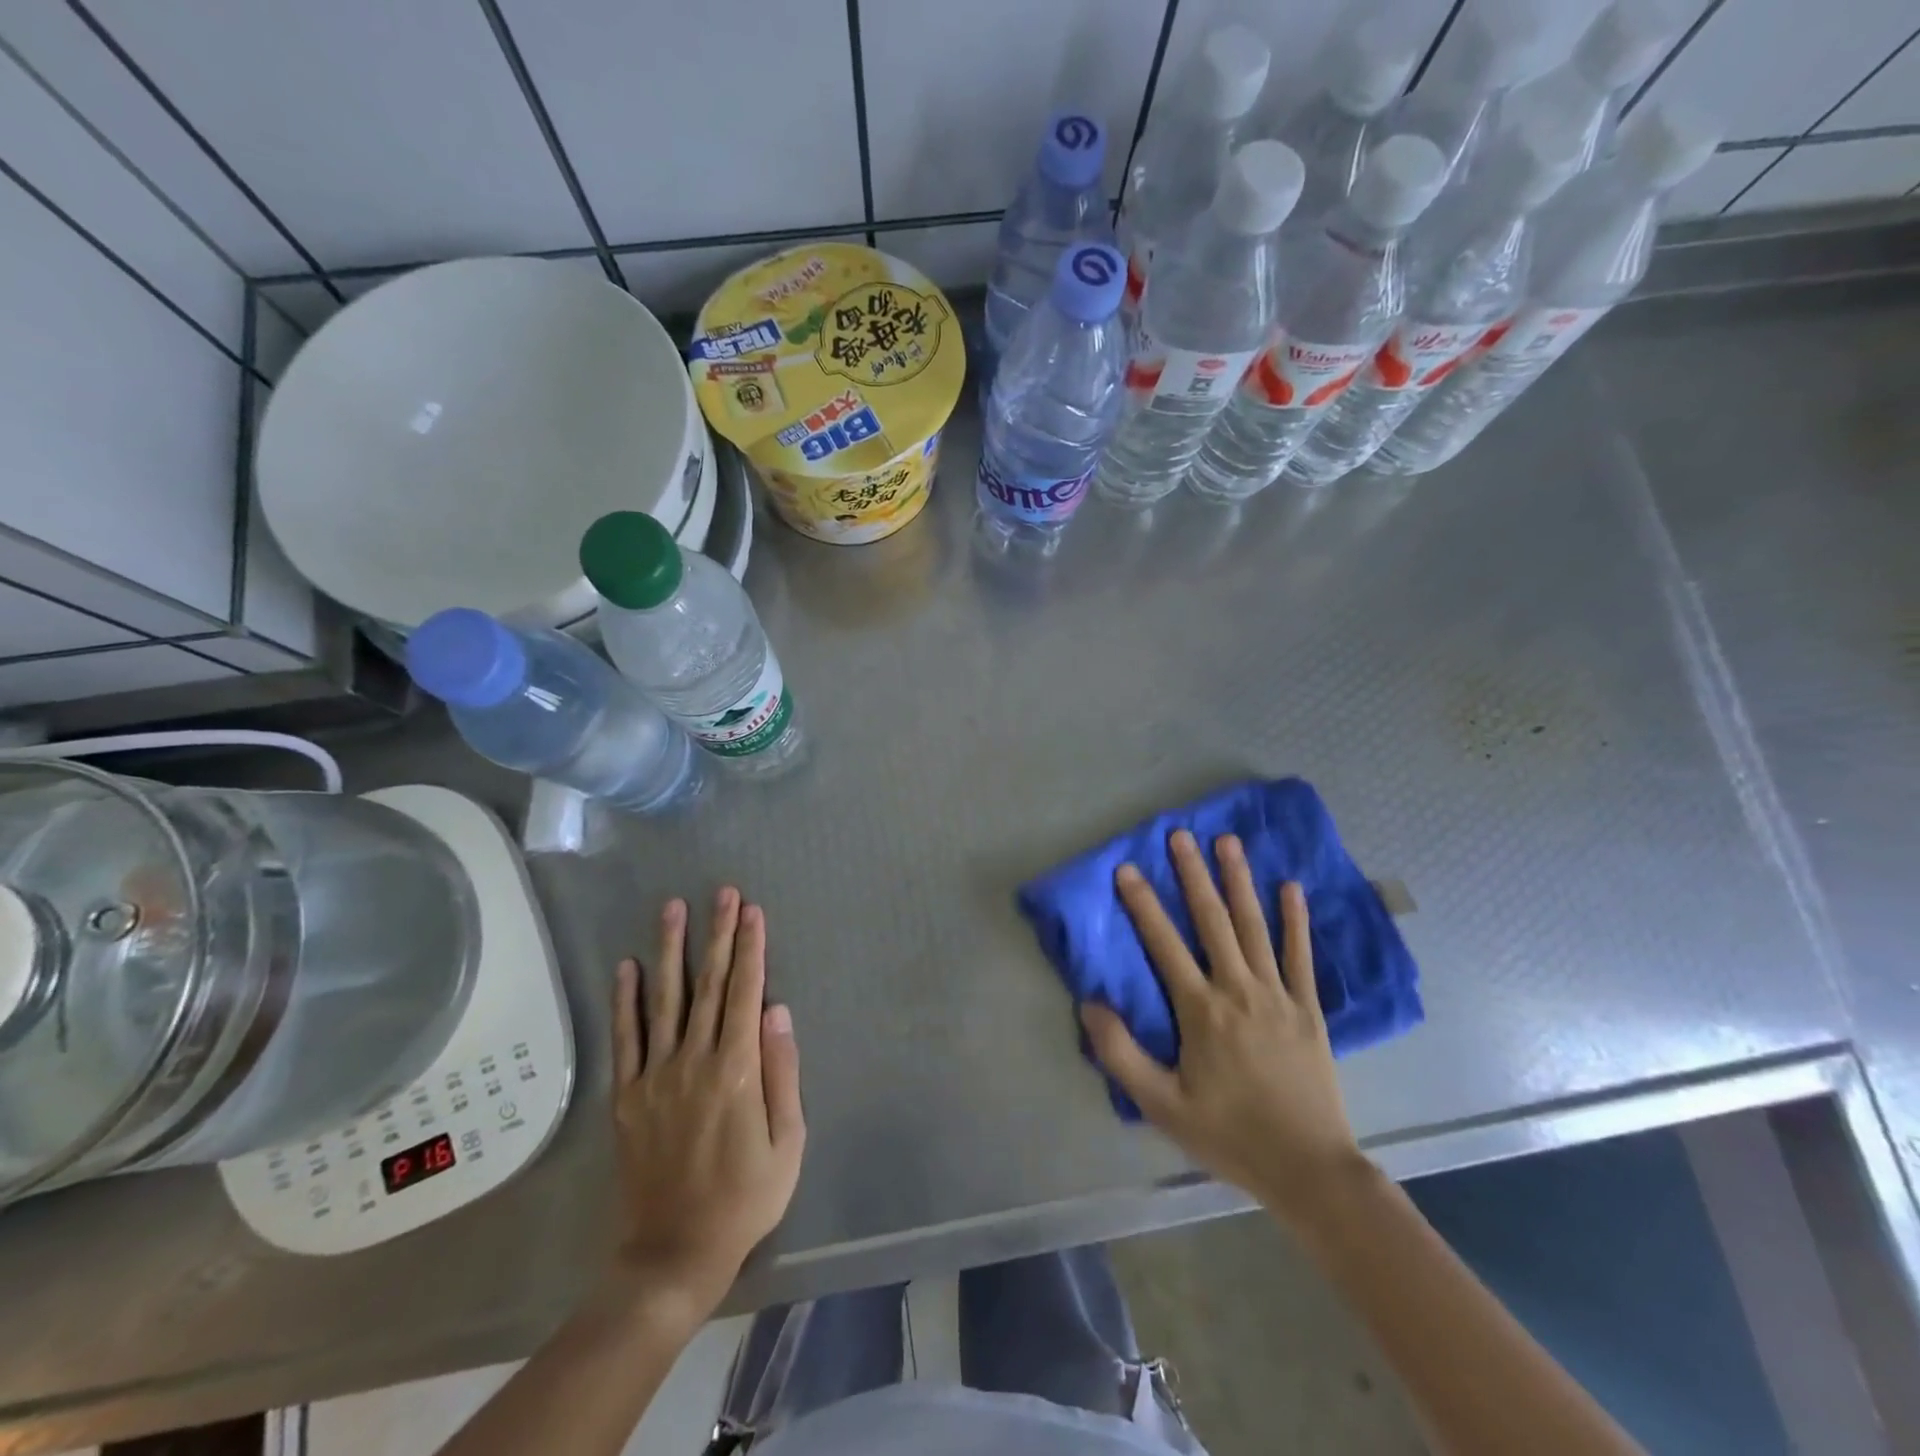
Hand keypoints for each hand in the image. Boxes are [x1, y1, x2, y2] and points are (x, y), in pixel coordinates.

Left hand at [609, 887, 804, 1324]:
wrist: (674, 1253)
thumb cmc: (746, 1196)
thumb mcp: (787, 1141)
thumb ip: (783, 1072)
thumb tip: (778, 1011)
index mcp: (737, 1069)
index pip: (747, 993)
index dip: (751, 949)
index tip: (753, 911)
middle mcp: (694, 1061)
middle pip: (709, 984)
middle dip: (718, 934)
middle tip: (722, 893)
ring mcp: (655, 1076)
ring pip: (665, 999)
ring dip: (671, 950)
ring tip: (673, 908)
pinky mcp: (628, 1095)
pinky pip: (626, 1038)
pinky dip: (625, 1000)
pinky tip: (626, 967)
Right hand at [1080, 831, 1364, 1228]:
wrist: (1308, 1168)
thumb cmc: (1228, 1134)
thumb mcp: (1161, 1105)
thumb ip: (1121, 1054)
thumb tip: (1089, 1005)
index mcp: (1201, 1011)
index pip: (1164, 945)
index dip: (1143, 904)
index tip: (1126, 868)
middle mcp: (1238, 990)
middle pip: (1212, 921)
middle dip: (1193, 875)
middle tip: (1181, 835)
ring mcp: (1278, 995)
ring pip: (1254, 927)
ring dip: (1240, 882)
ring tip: (1229, 843)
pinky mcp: (1308, 1009)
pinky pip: (1300, 956)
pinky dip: (1295, 920)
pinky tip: (1291, 887)